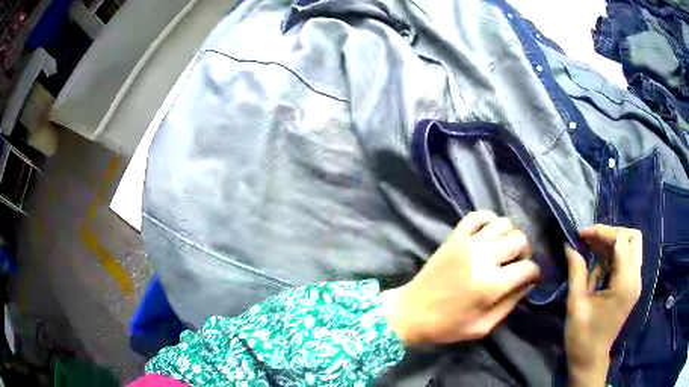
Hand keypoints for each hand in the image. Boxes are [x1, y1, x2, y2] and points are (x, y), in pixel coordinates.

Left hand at [383, 210, 539, 344]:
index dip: (534, 273)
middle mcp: (483, 257)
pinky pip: (477, 215)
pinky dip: (489, 219)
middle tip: (518, 264)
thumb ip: (509, 305)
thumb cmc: (446, 325)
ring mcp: (467, 243)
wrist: (411, 311)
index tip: (530, 278)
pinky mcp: (454, 236)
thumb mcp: (482, 326)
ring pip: (503, 223)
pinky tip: (489, 233)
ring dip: (510, 235)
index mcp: (491, 284)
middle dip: (525, 252)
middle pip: (519, 239)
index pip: (527, 268)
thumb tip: (527, 285)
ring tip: (504, 250)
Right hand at [564, 225, 642, 385]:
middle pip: (632, 237)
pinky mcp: (631, 287)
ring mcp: (635, 283)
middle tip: (590, 240)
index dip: (601, 233)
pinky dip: (614, 256)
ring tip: (591, 250)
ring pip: (631, 246)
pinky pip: (627, 259)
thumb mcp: (576, 304)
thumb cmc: (582, 337)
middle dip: (611, 233)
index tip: (581, 235)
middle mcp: (635, 279)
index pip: (621, 241)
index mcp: (625, 284)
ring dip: (612, 243)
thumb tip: (569, 244)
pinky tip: (598, 266)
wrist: (590, 360)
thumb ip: (576, 271)